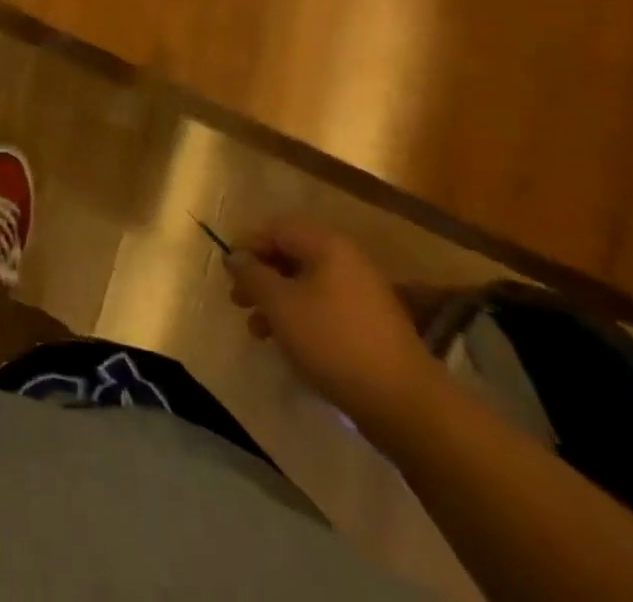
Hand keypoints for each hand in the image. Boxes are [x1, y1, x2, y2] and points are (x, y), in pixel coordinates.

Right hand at [225, 217, 440, 433]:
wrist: (405, 403)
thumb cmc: (333, 341)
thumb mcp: (280, 305)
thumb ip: (252, 275)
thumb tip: (236, 256)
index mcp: (326, 244)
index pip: (275, 229)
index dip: (247, 246)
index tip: (228, 274)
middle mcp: (346, 259)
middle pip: (290, 255)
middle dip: (260, 277)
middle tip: (238, 301)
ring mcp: (362, 292)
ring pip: (306, 284)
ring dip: (277, 301)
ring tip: (258, 331)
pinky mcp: (371, 324)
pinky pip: (324, 307)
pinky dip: (301, 318)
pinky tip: (288, 344)